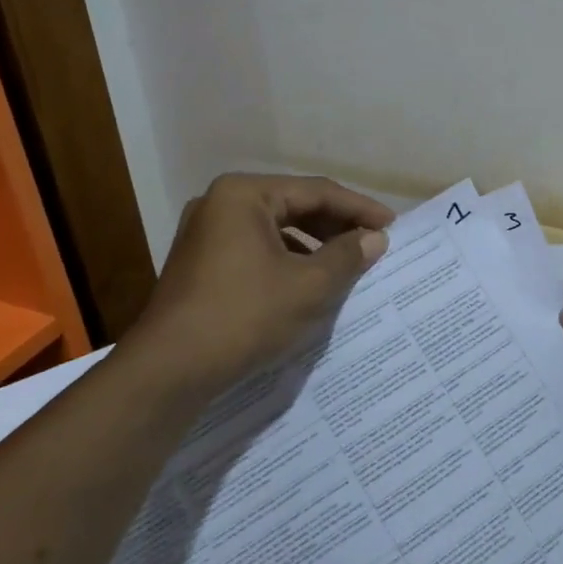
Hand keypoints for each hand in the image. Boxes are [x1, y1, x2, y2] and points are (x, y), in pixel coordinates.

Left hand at [116, 173, 393, 395]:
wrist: (169, 372)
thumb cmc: (245, 317)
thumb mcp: (309, 286)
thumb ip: (347, 256)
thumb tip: (375, 238)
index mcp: (244, 195)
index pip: (316, 192)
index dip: (359, 208)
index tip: (393, 226)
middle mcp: (220, 204)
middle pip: (294, 206)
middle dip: (337, 226)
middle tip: (374, 243)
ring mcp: (206, 234)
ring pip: (276, 230)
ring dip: (314, 245)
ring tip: (349, 264)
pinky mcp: (201, 264)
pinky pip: (257, 250)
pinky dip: (288, 261)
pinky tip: (310, 283)